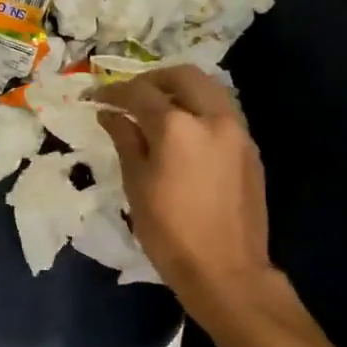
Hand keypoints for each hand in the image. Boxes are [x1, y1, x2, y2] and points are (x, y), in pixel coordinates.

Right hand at [96, 67, 275, 324]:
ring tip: (157, 110)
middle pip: (183, 76)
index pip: (140, 93)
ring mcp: (238, 132)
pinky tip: (183, 134)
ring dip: (180, 91)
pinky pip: (223, 113)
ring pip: (209, 90)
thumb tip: (110, 114)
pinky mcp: (251, 150)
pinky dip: (199, 110)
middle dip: (153, 79)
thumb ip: (125, 140)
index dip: (113, 92)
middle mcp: (213, 118)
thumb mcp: (136, 185)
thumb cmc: (168, 232)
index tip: (96, 99)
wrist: (225, 270)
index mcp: (178, 127)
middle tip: (130, 96)